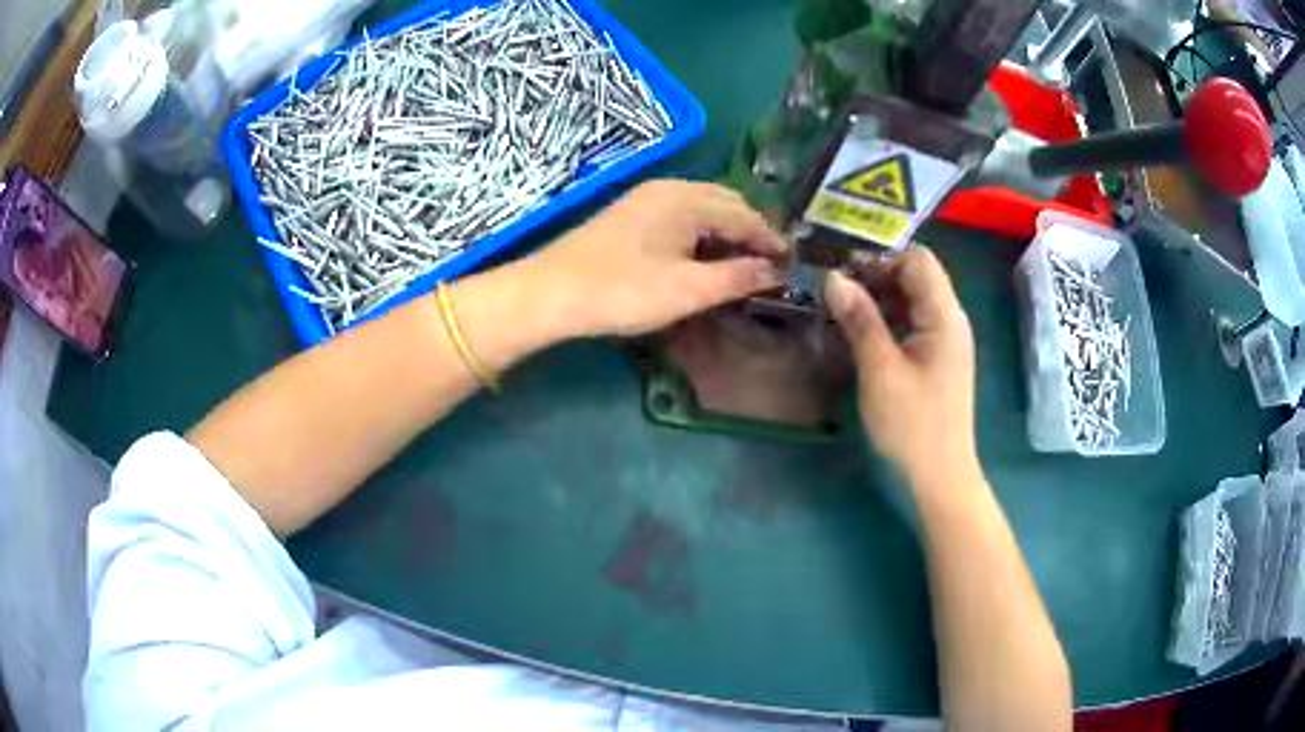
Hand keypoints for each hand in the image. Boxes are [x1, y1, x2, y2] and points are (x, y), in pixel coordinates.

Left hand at [526, 180, 788, 337]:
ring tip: (744, 262)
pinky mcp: (631, 213)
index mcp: (688, 199)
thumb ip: (738, 278)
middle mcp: (670, 188)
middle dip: (752, 230)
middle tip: (771, 263)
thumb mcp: (689, 290)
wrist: (551, 292)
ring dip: (727, 230)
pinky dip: (703, 231)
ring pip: (703, 207)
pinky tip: (704, 255)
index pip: (745, 214)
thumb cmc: (623, 291)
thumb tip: (777, 272)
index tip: (792, 263)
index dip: (771, 239)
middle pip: (726, 203)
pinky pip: (682, 214)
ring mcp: (647, 198)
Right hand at [824, 246, 978, 491]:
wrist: (940, 476)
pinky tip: (862, 338)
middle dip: (876, 277)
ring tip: (842, 315)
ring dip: (879, 300)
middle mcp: (950, 320)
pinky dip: (887, 322)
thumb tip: (833, 277)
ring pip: (912, 300)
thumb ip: (859, 319)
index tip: (844, 276)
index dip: (881, 259)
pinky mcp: (937, 359)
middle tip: (836, 295)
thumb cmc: (912, 425)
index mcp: (944, 315)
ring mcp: (946, 340)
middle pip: (916, 276)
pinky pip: (912, 324)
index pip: (918, 259)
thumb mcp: (880, 370)